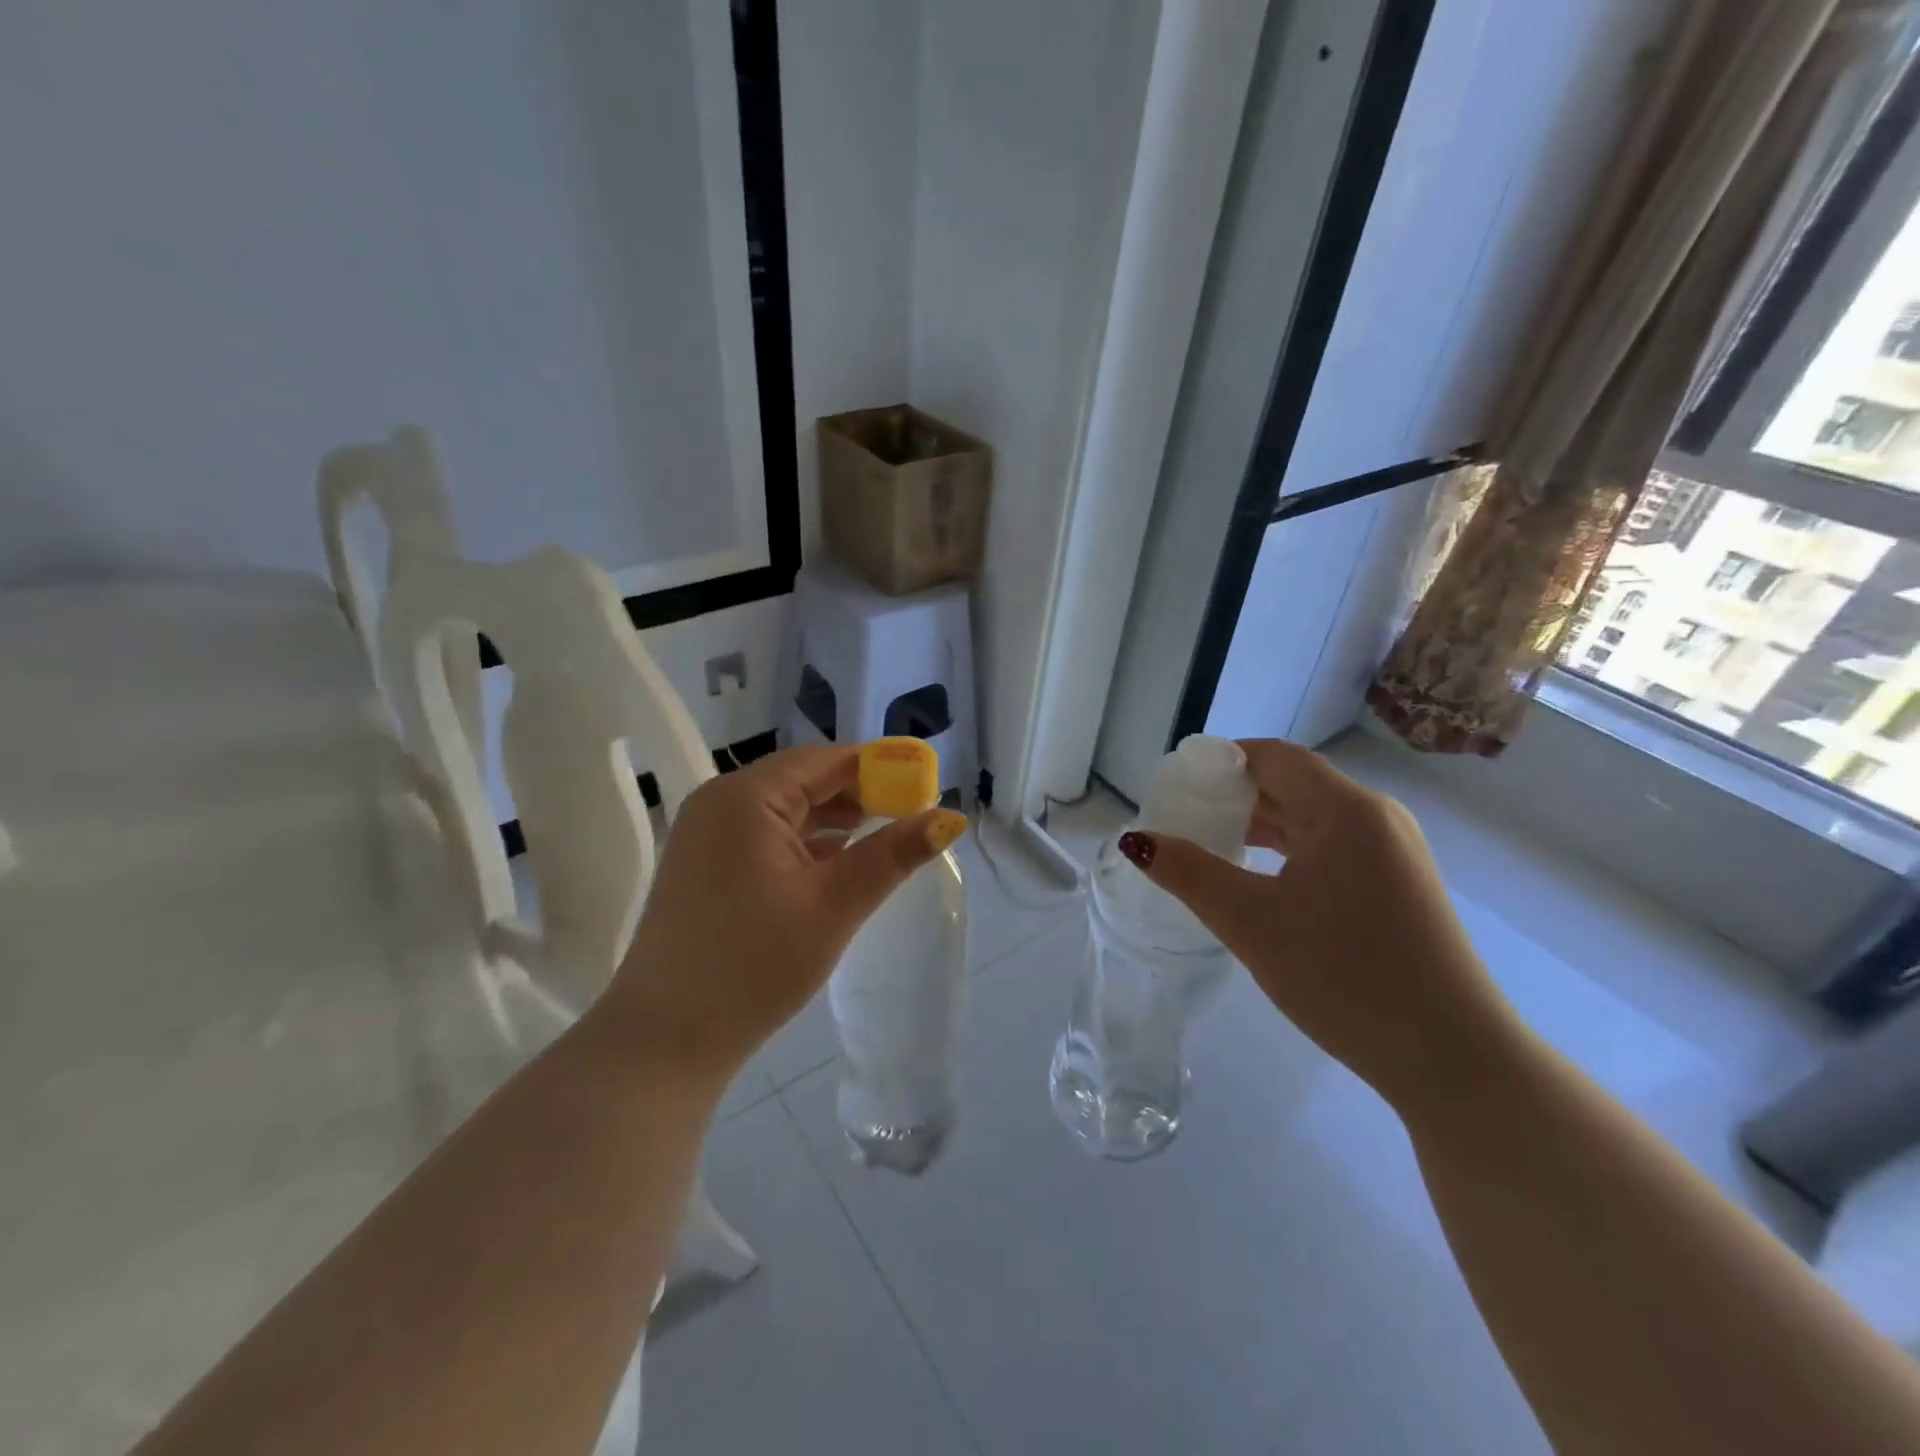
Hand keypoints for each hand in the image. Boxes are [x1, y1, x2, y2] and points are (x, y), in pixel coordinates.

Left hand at [600, 745, 967, 1084]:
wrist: (665, 1040)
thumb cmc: (755, 965)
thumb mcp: (835, 905)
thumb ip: (893, 854)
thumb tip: (951, 817)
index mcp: (745, 796)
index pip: (828, 761)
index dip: (881, 770)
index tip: (926, 789)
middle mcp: (720, 800)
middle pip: (804, 779)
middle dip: (859, 795)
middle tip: (910, 818)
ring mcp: (706, 833)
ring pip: (785, 808)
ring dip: (833, 819)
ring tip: (881, 838)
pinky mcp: (704, 863)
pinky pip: (764, 834)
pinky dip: (804, 842)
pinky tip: (834, 862)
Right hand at [1117, 739, 1520, 1110]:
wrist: (1452, 1058)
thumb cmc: (1343, 976)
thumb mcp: (1250, 922)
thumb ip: (1188, 872)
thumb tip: (1136, 840)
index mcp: (1344, 809)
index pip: (1272, 756)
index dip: (1220, 761)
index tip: (1175, 783)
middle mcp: (1375, 817)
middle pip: (1292, 783)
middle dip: (1234, 794)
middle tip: (1181, 817)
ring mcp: (1394, 852)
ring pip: (1313, 817)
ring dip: (1260, 824)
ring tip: (1209, 844)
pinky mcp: (1400, 884)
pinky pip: (1332, 846)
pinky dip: (1289, 850)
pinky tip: (1259, 877)